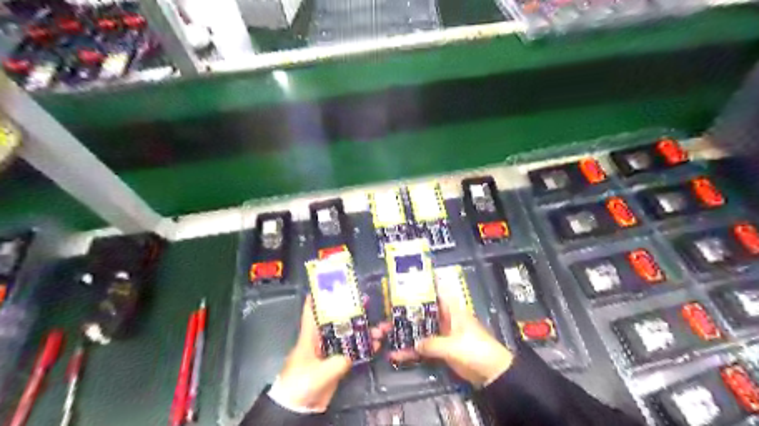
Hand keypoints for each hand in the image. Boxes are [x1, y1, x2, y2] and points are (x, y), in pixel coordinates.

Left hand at [271, 296, 382, 411]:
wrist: (297, 409)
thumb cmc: (300, 384)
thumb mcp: (318, 372)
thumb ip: (337, 362)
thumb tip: (351, 356)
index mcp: (309, 336)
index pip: (312, 311)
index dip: (319, 296)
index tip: (331, 283)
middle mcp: (320, 340)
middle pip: (338, 321)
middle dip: (353, 312)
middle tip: (368, 303)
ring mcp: (329, 352)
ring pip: (349, 336)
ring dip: (364, 332)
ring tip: (381, 328)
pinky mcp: (336, 364)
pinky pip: (353, 352)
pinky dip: (365, 348)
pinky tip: (376, 344)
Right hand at [388, 292, 512, 387]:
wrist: (493, 374)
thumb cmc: (476, 351)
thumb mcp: (454, 346)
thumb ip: (433, 344)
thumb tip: (415, 344)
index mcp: (452, 311)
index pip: (437, 293)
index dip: (423, 287)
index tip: (405, 284)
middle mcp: (446, 319)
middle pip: (423, 313)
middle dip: (405, 314)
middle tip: (387, 315)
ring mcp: (443, 335)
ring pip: (420, 331)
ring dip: (405, 334)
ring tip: (385, 336)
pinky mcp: (441, 350)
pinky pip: (423, 348)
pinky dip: (412, 352)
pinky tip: (397, 355)